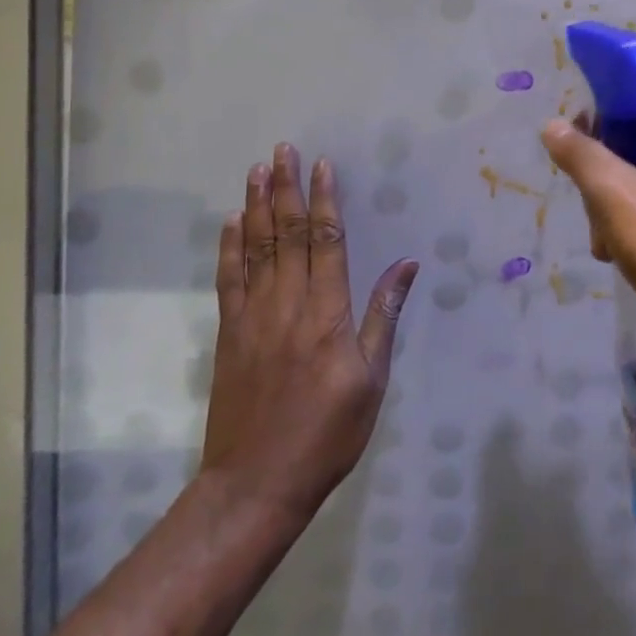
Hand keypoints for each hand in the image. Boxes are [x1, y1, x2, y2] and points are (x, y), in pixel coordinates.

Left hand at [199, 144, 418, 521]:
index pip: (327, 242)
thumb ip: (384, 316)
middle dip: (286, 189)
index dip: (326, 200)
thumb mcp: (372, 379)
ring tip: (257, 170)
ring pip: (256, 249)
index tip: (323, 165)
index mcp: (327, 314)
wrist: (256, 485)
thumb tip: (407, 265)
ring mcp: (252, 318)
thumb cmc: (328, 433)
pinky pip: (229, 280)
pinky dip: (230, 247)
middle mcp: (287, 305)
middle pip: (288, 234)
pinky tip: (231, 222)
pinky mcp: (229, 335)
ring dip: (257, 206)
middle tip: (283, 150)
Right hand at [541, 102, 635, 382]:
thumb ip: (580, 154)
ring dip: (612, 210)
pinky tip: (618, 256)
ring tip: (605, 245)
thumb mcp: (614, 194)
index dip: (602, 122)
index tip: (576, 152)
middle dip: (605, 181)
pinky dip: (633, 228)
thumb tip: (552, 125)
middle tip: (594, 212)